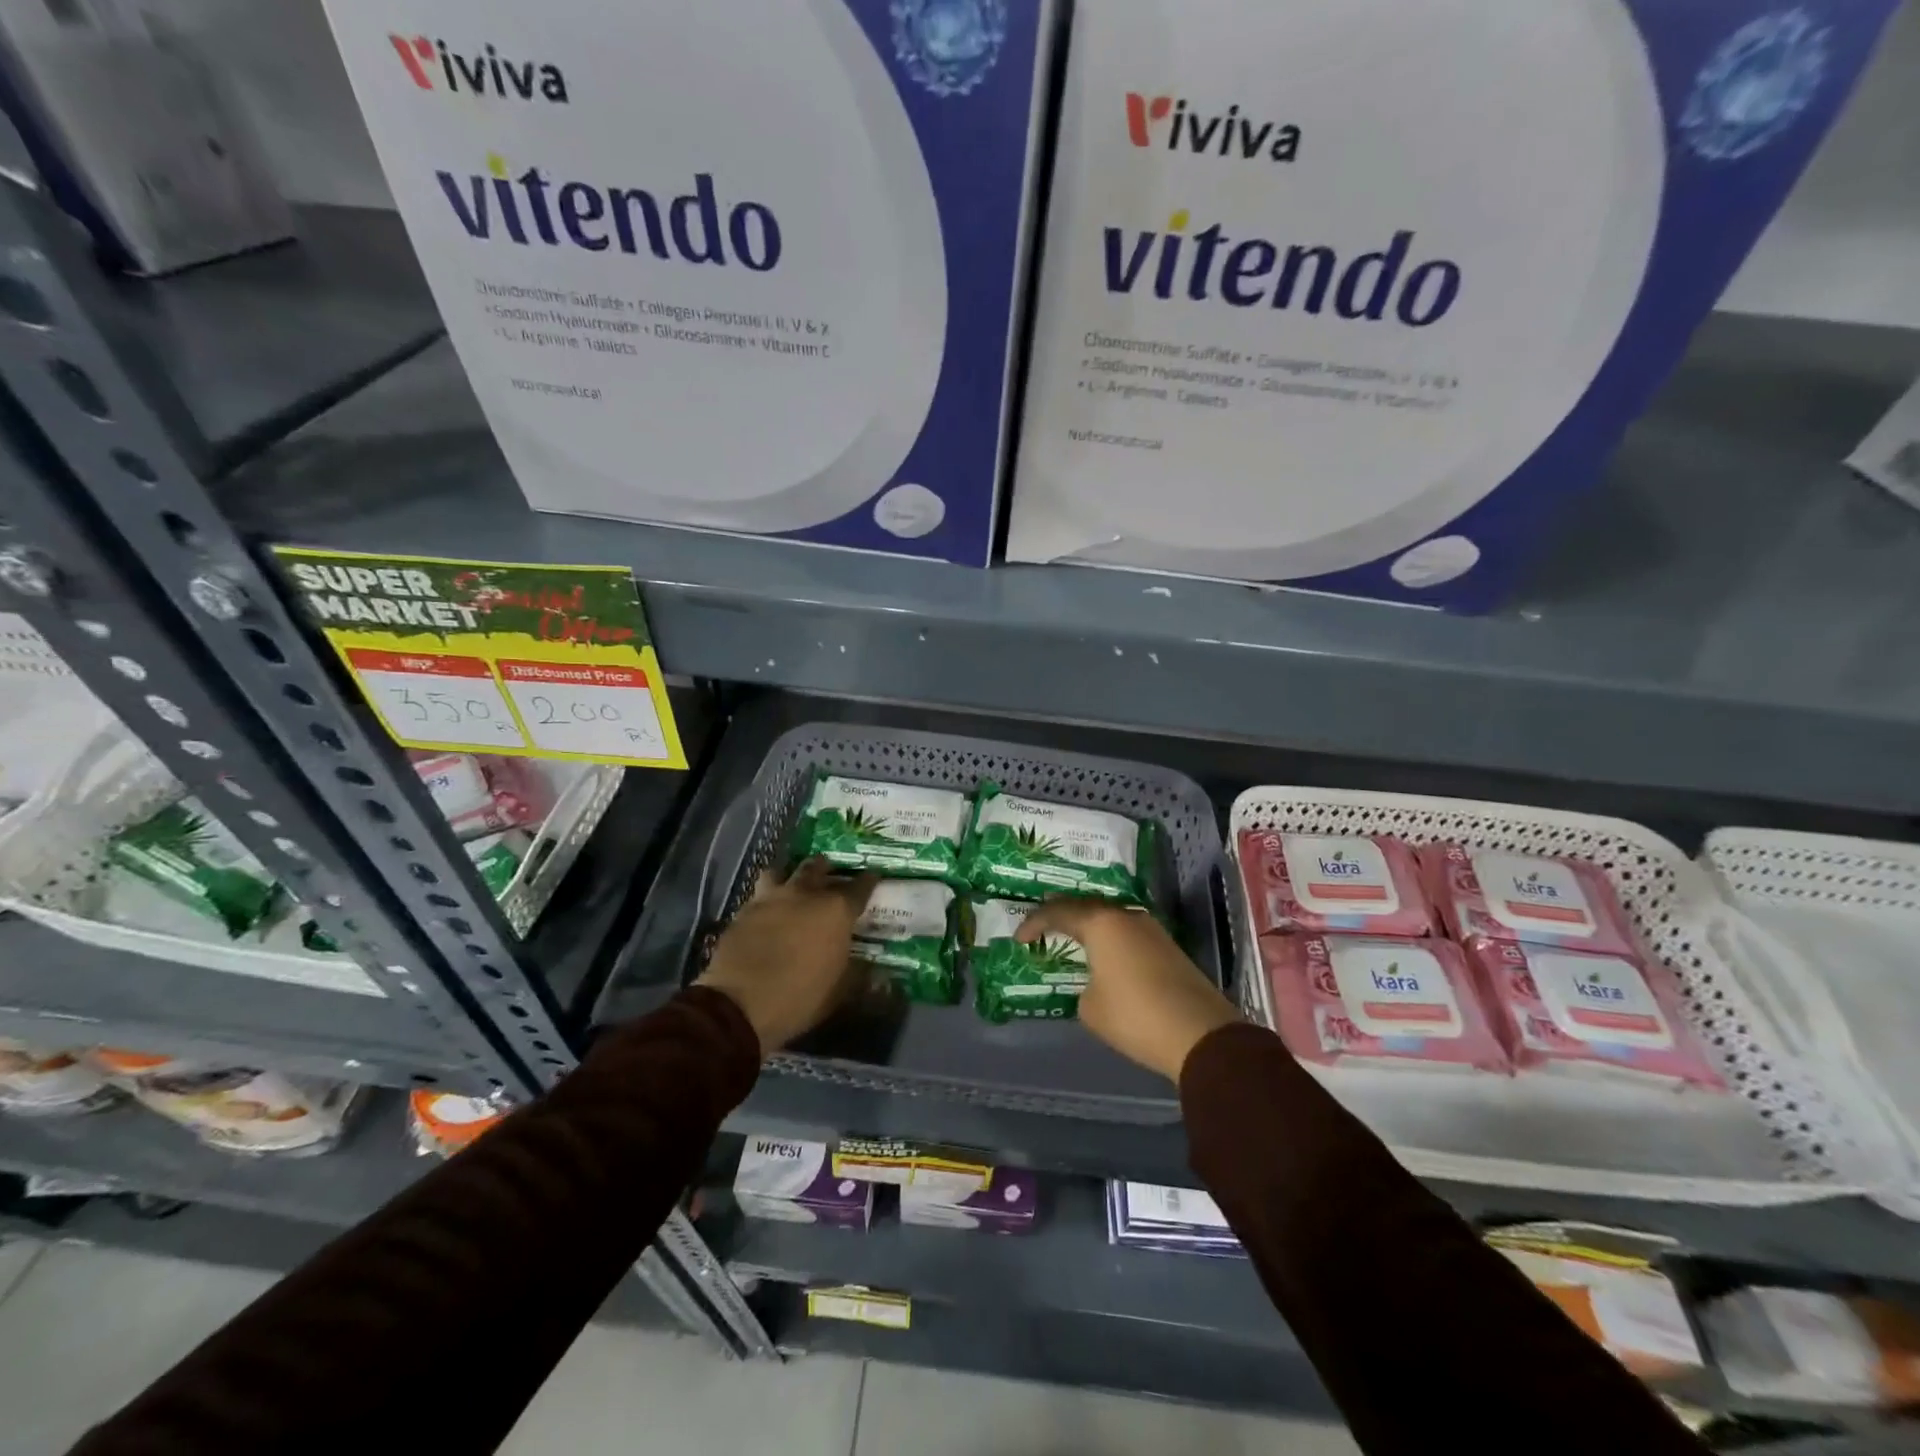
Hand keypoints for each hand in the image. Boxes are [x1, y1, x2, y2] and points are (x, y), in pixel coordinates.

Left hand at [696, 858, 877, 1055]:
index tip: (874, 876)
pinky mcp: (743, 912)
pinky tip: (767, 912)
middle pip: (817, 868)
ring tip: (792, 885)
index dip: (869, 880)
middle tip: (830, 871)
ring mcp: (770, 899)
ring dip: (789, 875)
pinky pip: (759, 896)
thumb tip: (877, 972)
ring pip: (781, 872)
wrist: (739, 1005)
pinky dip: (766, 900)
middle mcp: (805, 895)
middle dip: (826, 868)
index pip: (860, 887)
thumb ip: (859, 974)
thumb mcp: (840, 991)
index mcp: (836, 910)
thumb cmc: (800, 997)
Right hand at [1018, 899, 1238, 1082]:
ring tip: (1070, 940)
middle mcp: (1126, 916)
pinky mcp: (1168, 948)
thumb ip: (1083, 986)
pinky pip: (1128, 934)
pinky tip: (1103, 956)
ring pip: (1111, 918)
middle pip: (1087, 907)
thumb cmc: (1135, 1016)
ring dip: (1089, 928)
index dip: (1034, 923)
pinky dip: (1109, 941)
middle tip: (1042, 929)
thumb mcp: (1090, 1007)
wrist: (1200, 1036)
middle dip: (1062, 917)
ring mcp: (1152, 930)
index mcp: (1101, 923)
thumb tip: (1095, 982)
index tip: (1019, 939)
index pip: (1058, 912)